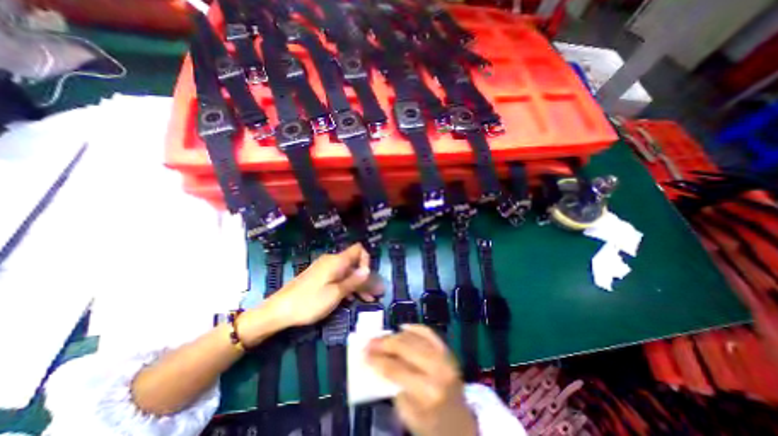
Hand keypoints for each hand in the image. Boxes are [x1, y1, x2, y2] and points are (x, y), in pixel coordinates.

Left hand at [241, 245, 379, 340]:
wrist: (279, 310)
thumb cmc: (309, 302)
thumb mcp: (336, 293)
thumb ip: (354, 280)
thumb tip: (368, 269)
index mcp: (337, 261)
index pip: (358, 250)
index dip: (367, 260)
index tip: (369, 277)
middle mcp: (332, 261)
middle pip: (354, 264)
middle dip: (366, 277)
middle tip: (377, 293)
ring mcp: (325, 269)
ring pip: (347, 273)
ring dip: (358, 284)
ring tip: (369, 299)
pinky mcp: (319, 277)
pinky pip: (338, 278)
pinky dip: (347, 287)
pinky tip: (352, 299)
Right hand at [369, 323, 477, 435]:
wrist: (461, 424)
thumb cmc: (432, 425)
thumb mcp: (408, 416)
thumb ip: (393, 387)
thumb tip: (379, 362)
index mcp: (427, 391)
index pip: (396, 369)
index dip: (378, 359)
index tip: (364, 353)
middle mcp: (437, 369)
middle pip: (405, 347)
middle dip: (385, 343)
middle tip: (370, 342)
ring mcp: (445, 357)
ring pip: (415, 337)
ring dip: (396, 335)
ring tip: (382, 337)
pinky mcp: (448, 351)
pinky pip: (428, 333)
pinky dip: (414, 328)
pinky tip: (402, 328)